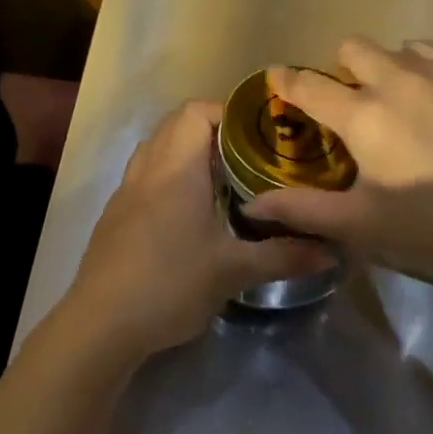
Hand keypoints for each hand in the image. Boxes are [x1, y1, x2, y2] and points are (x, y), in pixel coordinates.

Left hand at [59, 101, 334, 359]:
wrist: (101, 322)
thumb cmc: (170, 284)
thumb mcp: (232, 271)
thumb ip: (282, 256)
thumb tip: (331, 251)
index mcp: (176, 167)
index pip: (197, 111)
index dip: (228, 113)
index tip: (259, 134)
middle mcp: (148, 167)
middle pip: (176, 123)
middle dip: (212, 129)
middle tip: (247, 155)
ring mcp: (127, 188)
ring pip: (157, 146)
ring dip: (186, 150)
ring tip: (221, 177)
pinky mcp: (116, 211)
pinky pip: (144, 172)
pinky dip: (167, 173)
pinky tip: (188, 210)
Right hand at [248, 38, 432, 283]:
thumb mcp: (365, 224)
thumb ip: (305, 211)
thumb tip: (252, 207)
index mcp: (362, 114)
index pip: (308, 85)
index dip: (285, 80)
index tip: (277, 79)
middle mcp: (395, 80)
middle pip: (352, 47)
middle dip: (341, 68)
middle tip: (351, 105)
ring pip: (397, 47)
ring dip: (385, 66)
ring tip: (398, 102)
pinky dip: (425, 69)